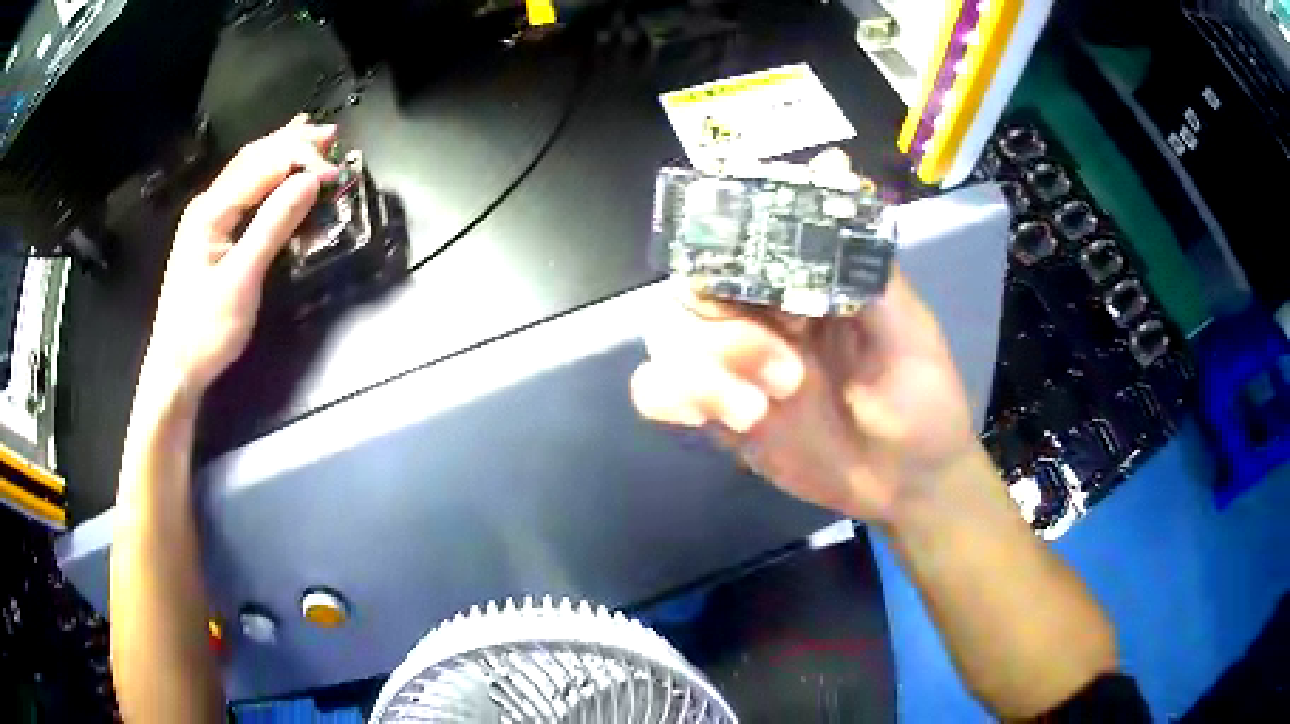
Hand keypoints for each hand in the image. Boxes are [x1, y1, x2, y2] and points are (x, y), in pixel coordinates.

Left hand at [139, 117, 337, 403]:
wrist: (175, 369)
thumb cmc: (205, 330)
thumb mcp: (242, 279)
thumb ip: (273, 225)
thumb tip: (310, 182)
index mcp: (211, 210)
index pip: (262, 166)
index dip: (301, 160)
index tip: (335, 173)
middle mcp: (208, 205)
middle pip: (253, 159)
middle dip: (292, 143)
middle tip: (331, 135)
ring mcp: (207, 220)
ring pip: (248, 172)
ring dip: (281, 153)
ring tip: (311, 138)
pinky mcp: (212, 236)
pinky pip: (244, 193)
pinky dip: (268, 176)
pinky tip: (278, 171)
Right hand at [630, 157, 980, 524]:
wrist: (907, 480)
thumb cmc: (920, 396)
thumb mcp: (907, 324)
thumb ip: (863, 259)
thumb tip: (835, 168)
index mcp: (799, 283)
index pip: (738, 242)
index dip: (726, 250)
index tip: (753, 293)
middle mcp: (757, 313)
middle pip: (689, 290)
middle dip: (725, 333)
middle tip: (787, 375)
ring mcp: (732, 365)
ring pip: (666, 336)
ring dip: (704, 373)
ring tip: (761, 411)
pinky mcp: (717, 413)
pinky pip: (656, 390)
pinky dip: (671, 398)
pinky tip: (727, 422)